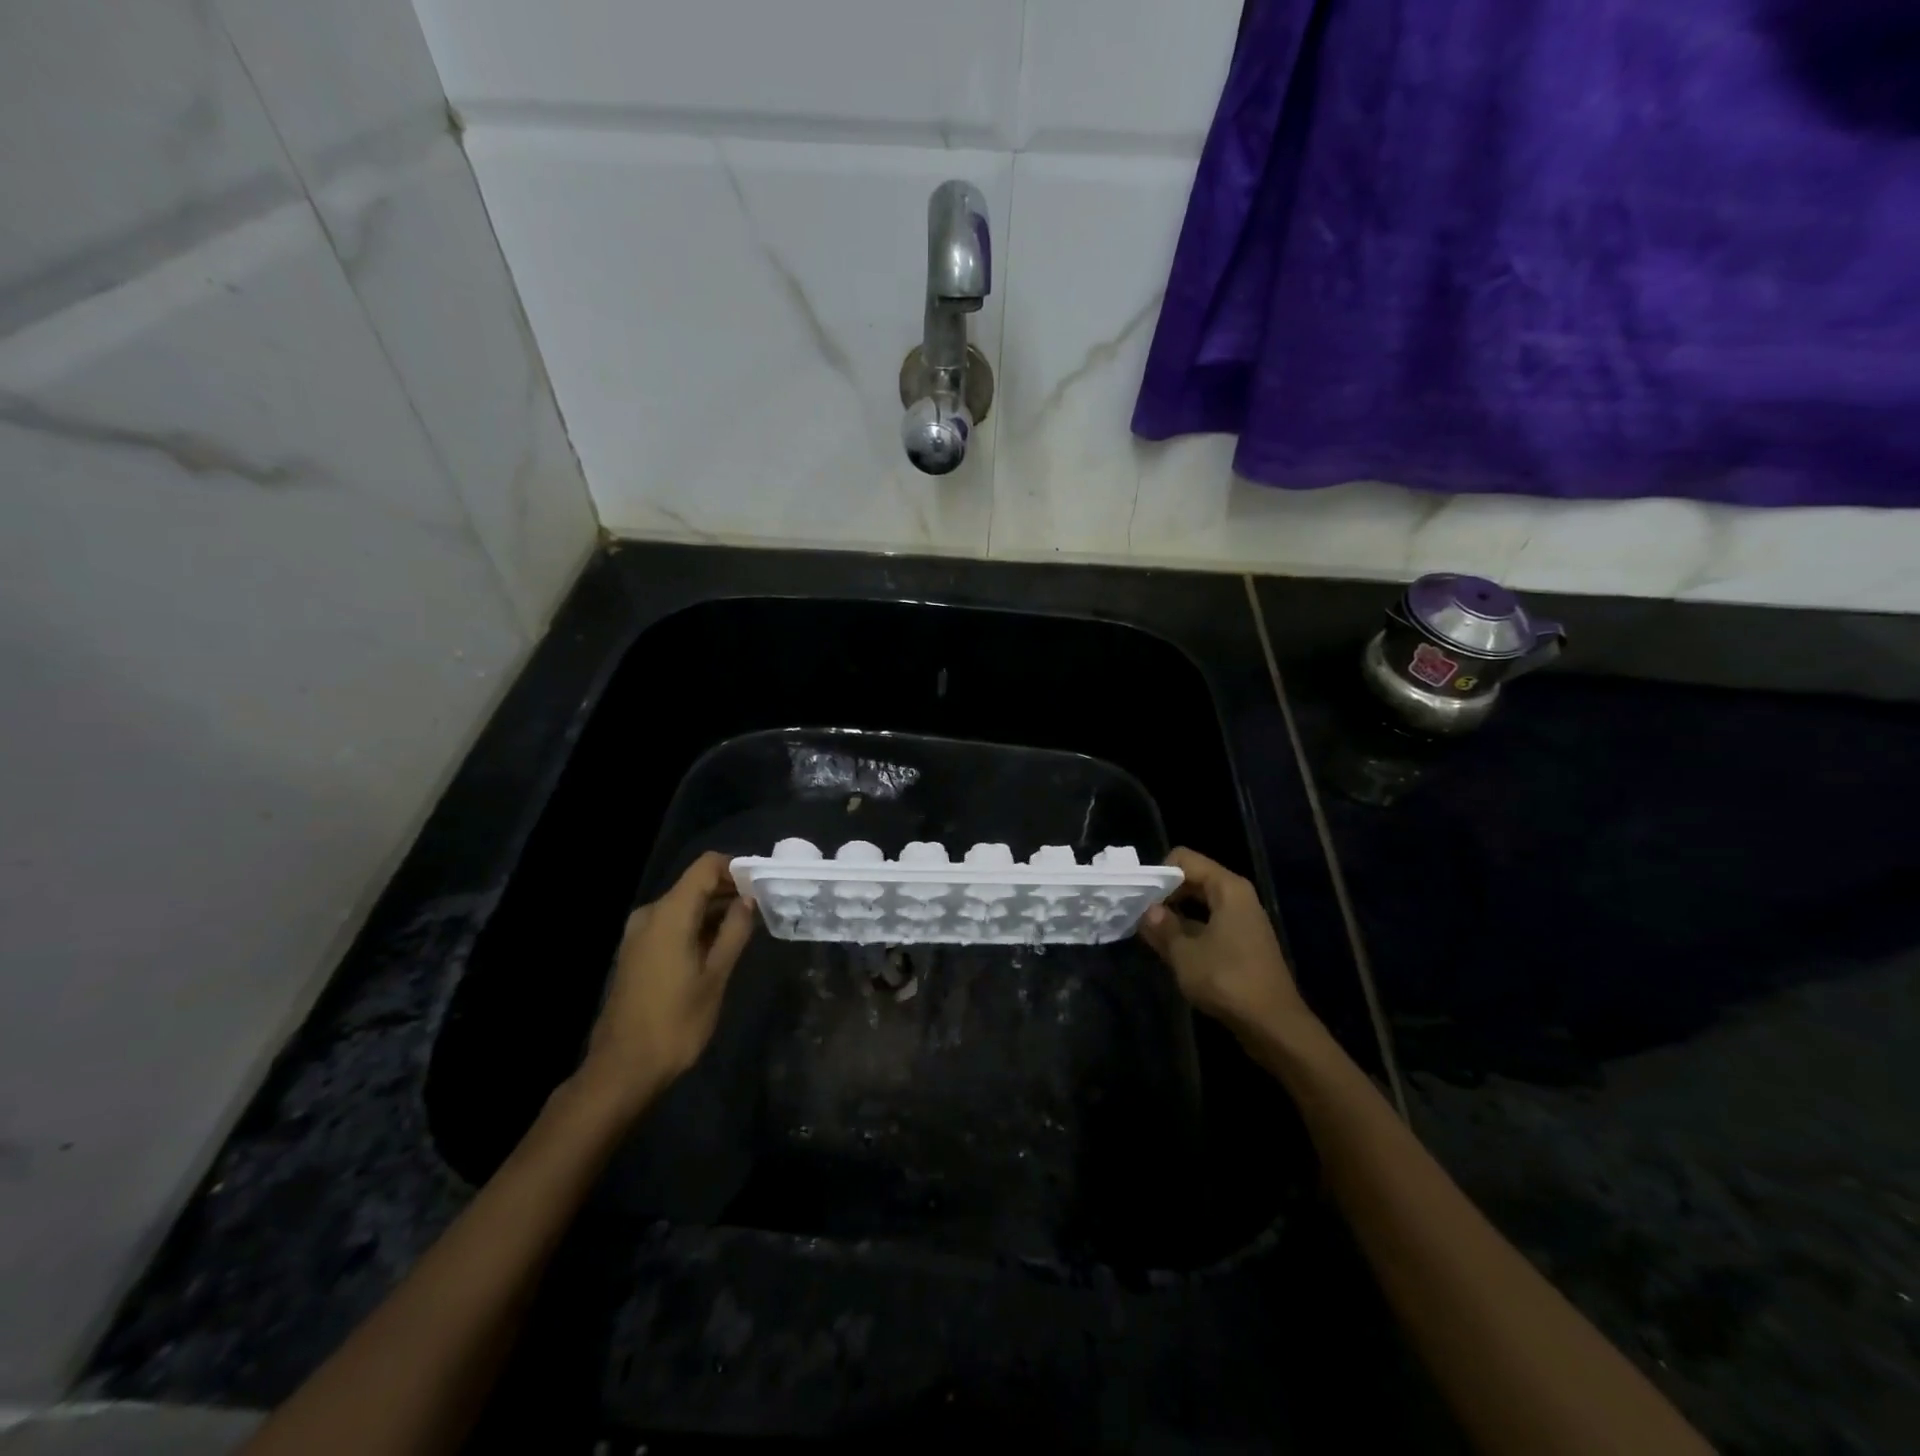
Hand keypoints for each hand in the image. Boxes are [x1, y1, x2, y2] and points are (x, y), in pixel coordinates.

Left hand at [578, 851, 755, 1115]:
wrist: (623, 1069)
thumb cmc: (675, 1022)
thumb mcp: (715, 977)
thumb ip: (734, 932)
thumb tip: (748, 901)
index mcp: (669, 914)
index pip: (706, 866)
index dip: (736, 868)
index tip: (763, 884)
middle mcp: (650, 914)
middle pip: (695, 884)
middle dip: (730, 890)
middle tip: (764, 907)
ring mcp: (640, 934)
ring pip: (685, 905)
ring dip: (715, 910)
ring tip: (748, 927)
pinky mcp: (637, 952)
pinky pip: (672, 924)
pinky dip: (698, 926)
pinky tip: (720, 946)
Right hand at [1139, 848, 1315, 1044]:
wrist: (1274, 1026)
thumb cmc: (1227, 981)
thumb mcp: (1184, 954)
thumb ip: (1162, 927)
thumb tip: (1148, 910)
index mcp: (1227, 888)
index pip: (1184, 859)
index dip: (1158, 874)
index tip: (1141, 899)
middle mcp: (1238, 896)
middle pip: (1192, 878)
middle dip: (1165, 894)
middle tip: (1140, 916)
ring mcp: (1243, 919)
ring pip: (1200, 902)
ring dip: (1176, 914)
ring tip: (1151, 934)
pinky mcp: (1244, 942)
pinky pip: (1210, 922)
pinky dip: (1191, 930)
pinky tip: (1173, 950)